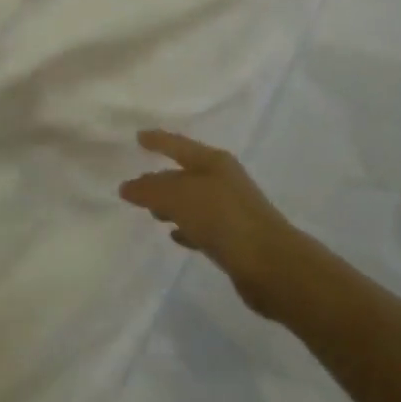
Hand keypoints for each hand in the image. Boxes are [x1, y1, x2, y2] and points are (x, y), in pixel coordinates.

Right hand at [119, 130, 298, 315]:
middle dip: (162, 177)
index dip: (158, 140)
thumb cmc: (224, 219)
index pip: (178, 145)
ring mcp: (232, 210)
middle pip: (186, 174)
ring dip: (173, 205)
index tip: (138, 136)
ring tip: (151, 213)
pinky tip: (175, 236)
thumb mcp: (180, 197)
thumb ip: (151, 190)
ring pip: (194, 201)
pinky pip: (203, 227)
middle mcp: (224, 180)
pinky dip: (187, 228)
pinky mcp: (235, 239)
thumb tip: (128, 186)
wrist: (272, 266)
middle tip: (138, 183)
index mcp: (214, 162)